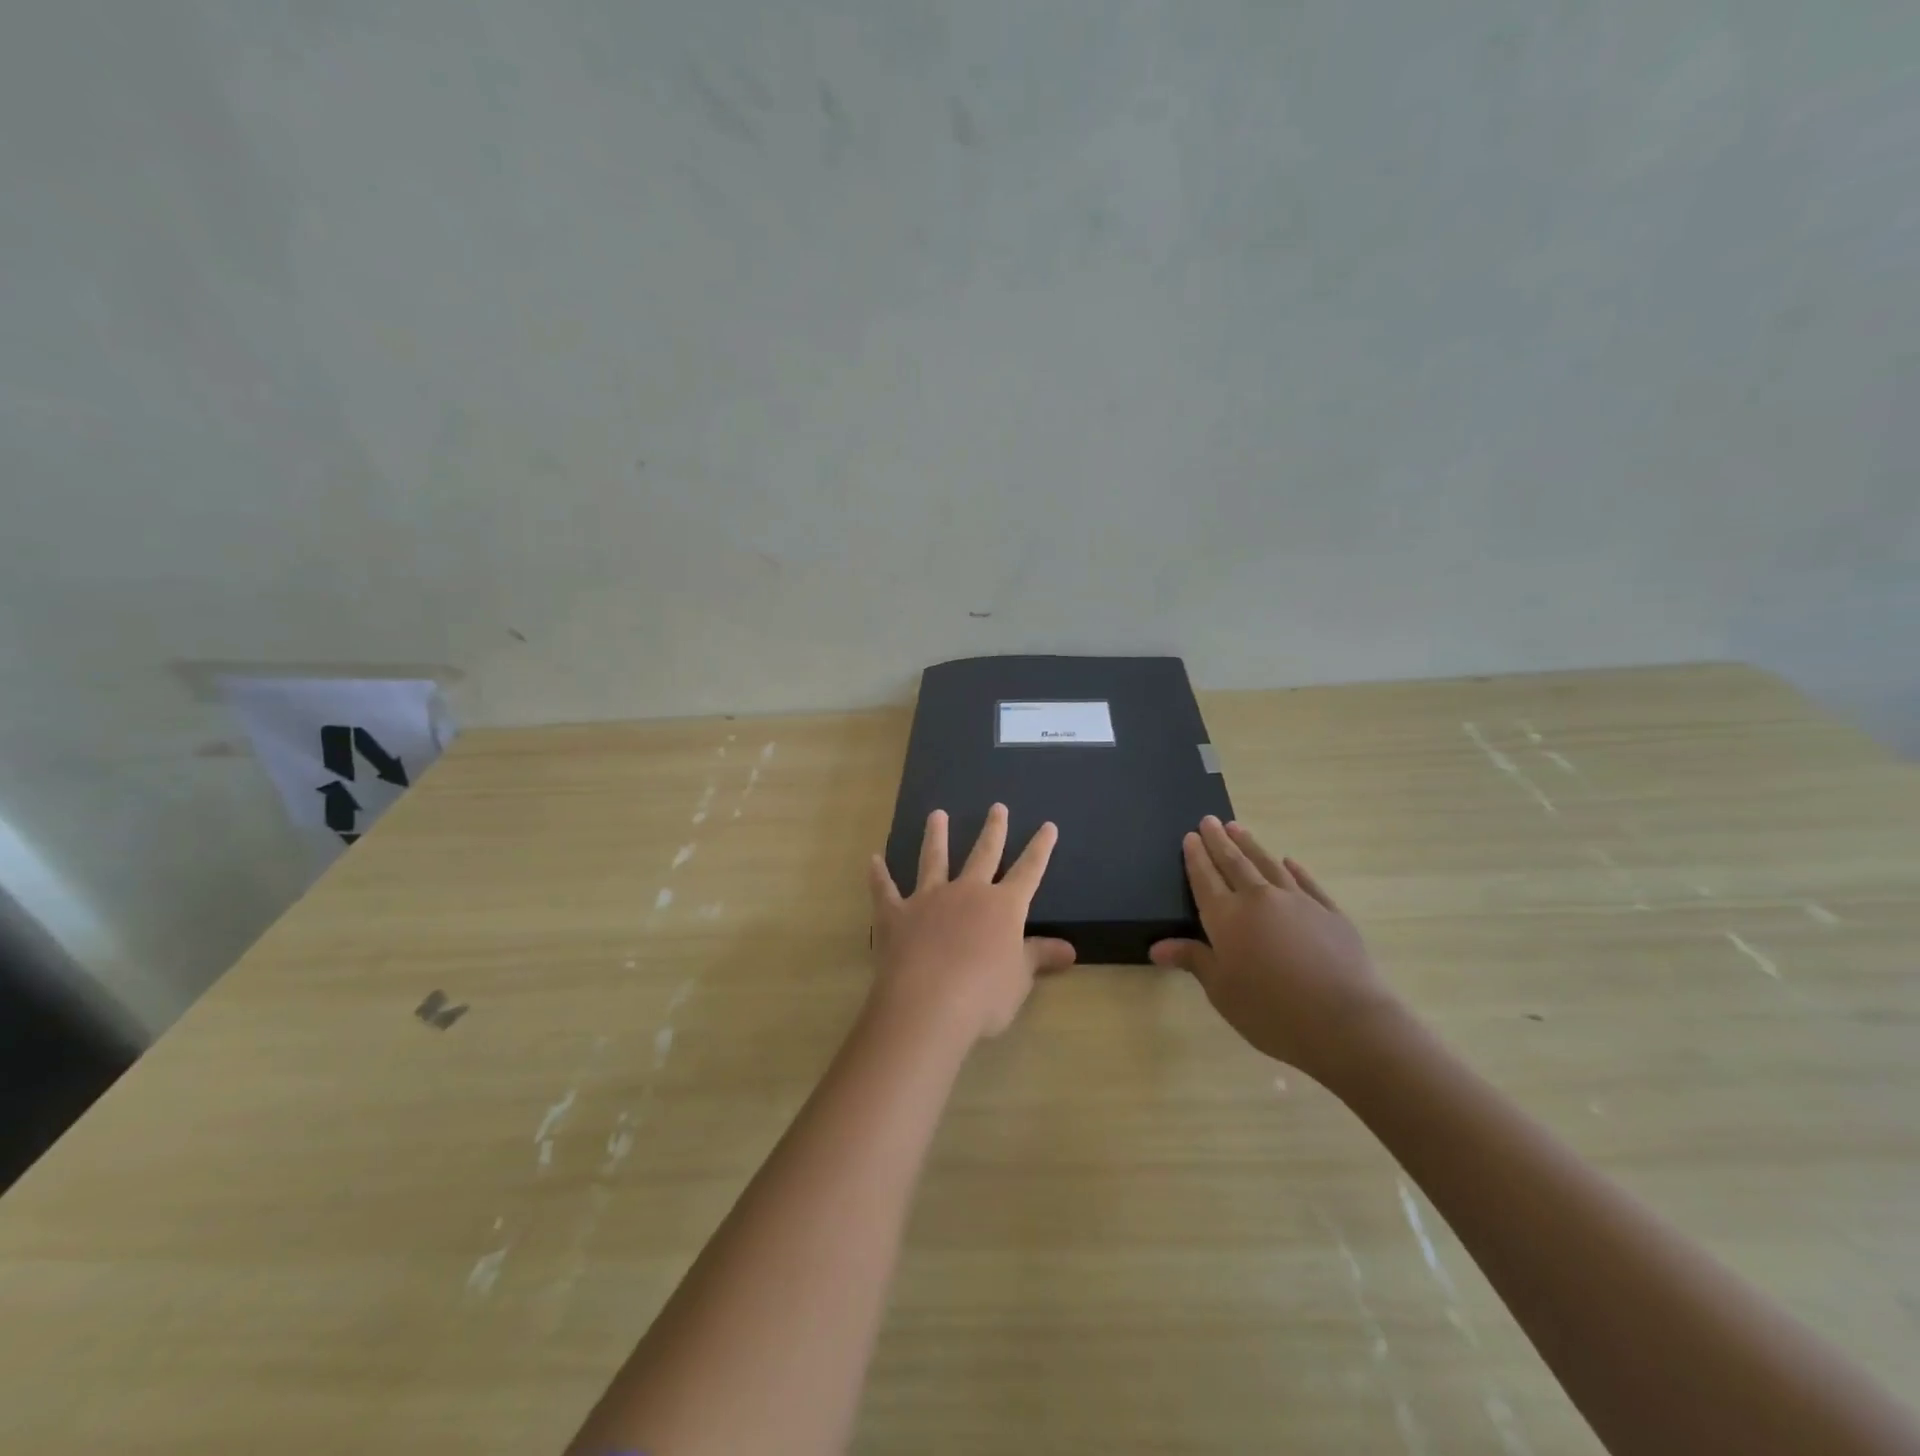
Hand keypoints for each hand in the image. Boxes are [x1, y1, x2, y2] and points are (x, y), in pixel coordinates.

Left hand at [868, 804, 1076, 1041]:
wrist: (928, 1004)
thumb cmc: (984, 995)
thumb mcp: (1020, 979)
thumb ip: (1039, 957)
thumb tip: (1070, 949)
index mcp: (1003, 906)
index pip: (1029, 871)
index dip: (1040, 849)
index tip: (1048, 826)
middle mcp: (967, 892)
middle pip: (983, 854)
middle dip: (993, 830)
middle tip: (997, 807)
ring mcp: (929, 899)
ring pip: (934, 860)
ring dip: (935, 836)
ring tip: (936, 815)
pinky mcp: (896, 914)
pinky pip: (885, 889)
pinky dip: (879, 875)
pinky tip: (873, 860)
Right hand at [1150, 817, 1401, 1080]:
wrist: (1345, 1022)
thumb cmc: (1272, 1011)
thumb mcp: (1222, 991)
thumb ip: (1193, 960)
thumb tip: (1157, 946)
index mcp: (1227, 918)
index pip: (1205, 878)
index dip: (1196, 857)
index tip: (1190, 836)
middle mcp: (1259, 899)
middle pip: (1234, 862)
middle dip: (1219, 840)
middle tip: (1209, 820)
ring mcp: (1298, 902)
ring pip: (1268, 864)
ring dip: (1250, 845)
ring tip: (1237, 827)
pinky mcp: (1330, 912)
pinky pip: (1306, 882)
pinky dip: (1294, 869)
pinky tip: (1289, 861)